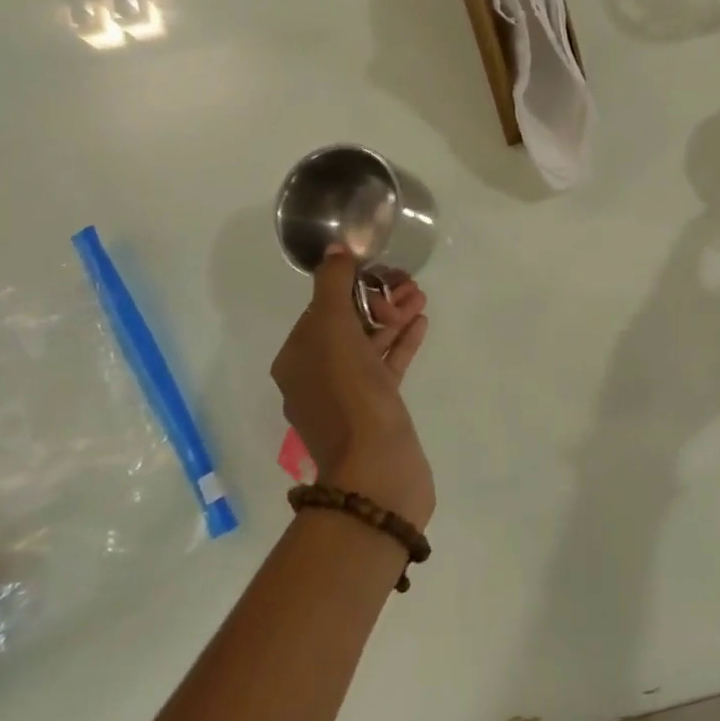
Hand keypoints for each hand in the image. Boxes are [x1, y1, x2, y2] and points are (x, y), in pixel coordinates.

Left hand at [270, 254, 434, 527]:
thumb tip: (336, 250)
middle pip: (348, 323)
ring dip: (394, 317)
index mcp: (297, 358)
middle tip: (409, 284)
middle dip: (378, 299)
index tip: (382, 272)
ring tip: (420, 296)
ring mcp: (348, 395)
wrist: (377, 470)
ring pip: (370, 343)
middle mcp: (316, 375)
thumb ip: (332, 285)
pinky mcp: (377, 410)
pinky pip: (387, 365)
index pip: (322, 307)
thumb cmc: (349, 394)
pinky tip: (421, 323)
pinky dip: (402, 342)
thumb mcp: (333, 329)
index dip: (352, 285)